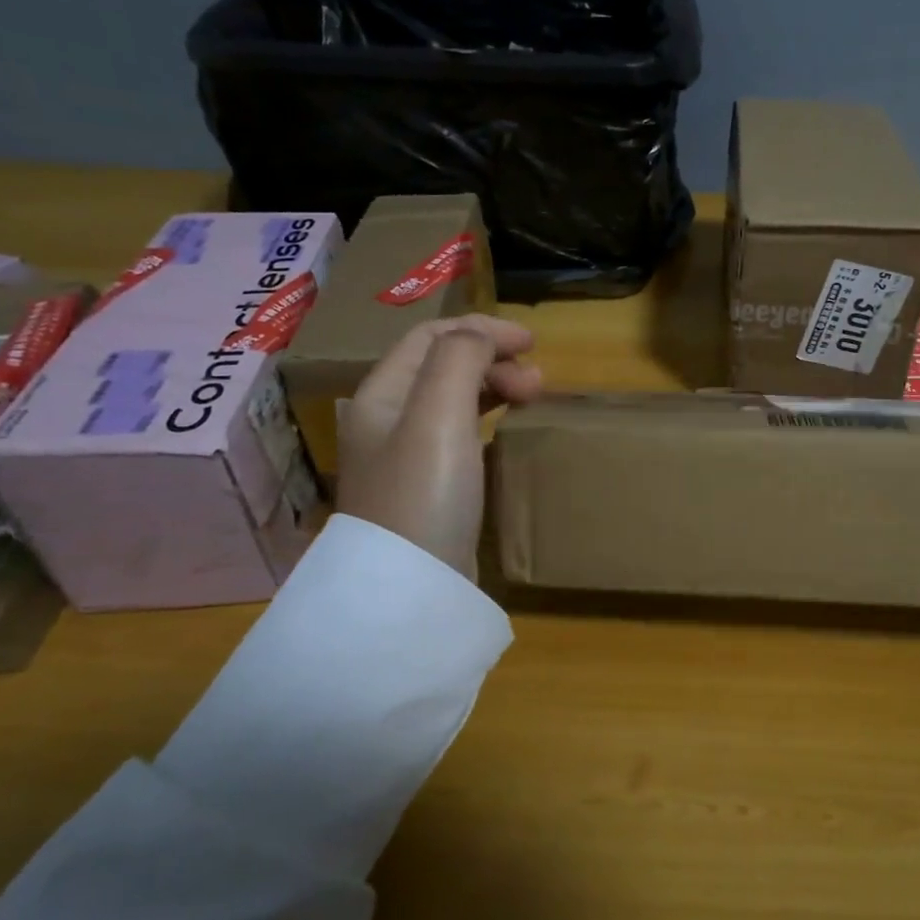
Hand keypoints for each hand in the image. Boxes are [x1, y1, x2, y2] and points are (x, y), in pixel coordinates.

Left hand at [335, 315, 542, 577]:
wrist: (408, 590)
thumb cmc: (422, 495)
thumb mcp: (437, 415)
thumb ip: (459, 360)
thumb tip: (483, 338)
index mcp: (382, 394)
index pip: (431, 337)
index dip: (482, 330)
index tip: (533, 343)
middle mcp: (388, 419)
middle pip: (443, 366)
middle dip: (492, 359)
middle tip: (537, 382)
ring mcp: (406, 457)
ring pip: (452, 400)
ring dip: (493, 387)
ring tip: (531, 398)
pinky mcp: (427, 489)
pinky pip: (459, 435)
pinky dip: (488, 420)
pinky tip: (507, 434)